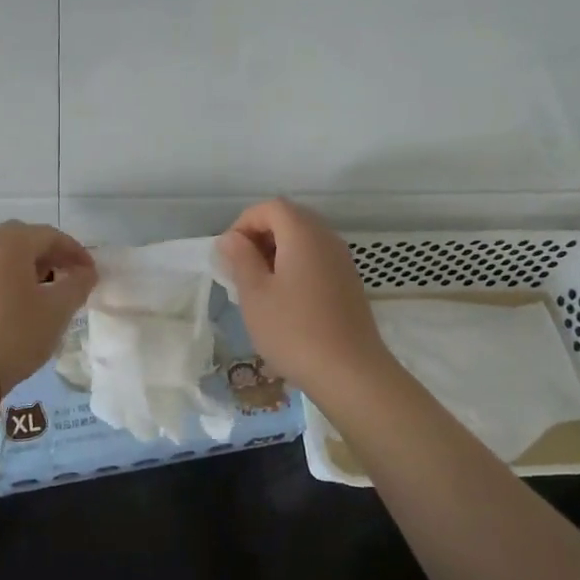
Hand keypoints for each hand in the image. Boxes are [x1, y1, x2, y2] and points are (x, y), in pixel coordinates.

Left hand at [0, 221, 96, 392]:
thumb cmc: (16, 333)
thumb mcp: (57, 310)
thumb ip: (78, 284)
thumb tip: (87, 272)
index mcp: (9, 243)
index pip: (50, 235)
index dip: (75, 251)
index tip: (91, 272)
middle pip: (24, 238)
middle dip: (49, 253)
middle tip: (67, 274)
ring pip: (3, 254)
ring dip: (27, 265)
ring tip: (45, 290)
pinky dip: (7, 278)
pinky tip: (17, 303)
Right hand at [216, 198, 391, 391]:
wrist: (351, 372)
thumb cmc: (294, 330)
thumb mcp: (255, 294)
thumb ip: (241, 258)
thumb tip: (231, 238)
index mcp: (303, 234)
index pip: (271, 207)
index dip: (245, 222)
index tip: (229, 253)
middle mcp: (327, 238)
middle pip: (290, 219)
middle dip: (261, 236)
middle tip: (241, 268)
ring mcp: (342, 260)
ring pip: (304, 240)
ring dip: (278, 252)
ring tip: (259, 286)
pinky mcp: (349, 282)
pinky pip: (317, 259)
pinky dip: (296, 266)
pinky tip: (285, 300)